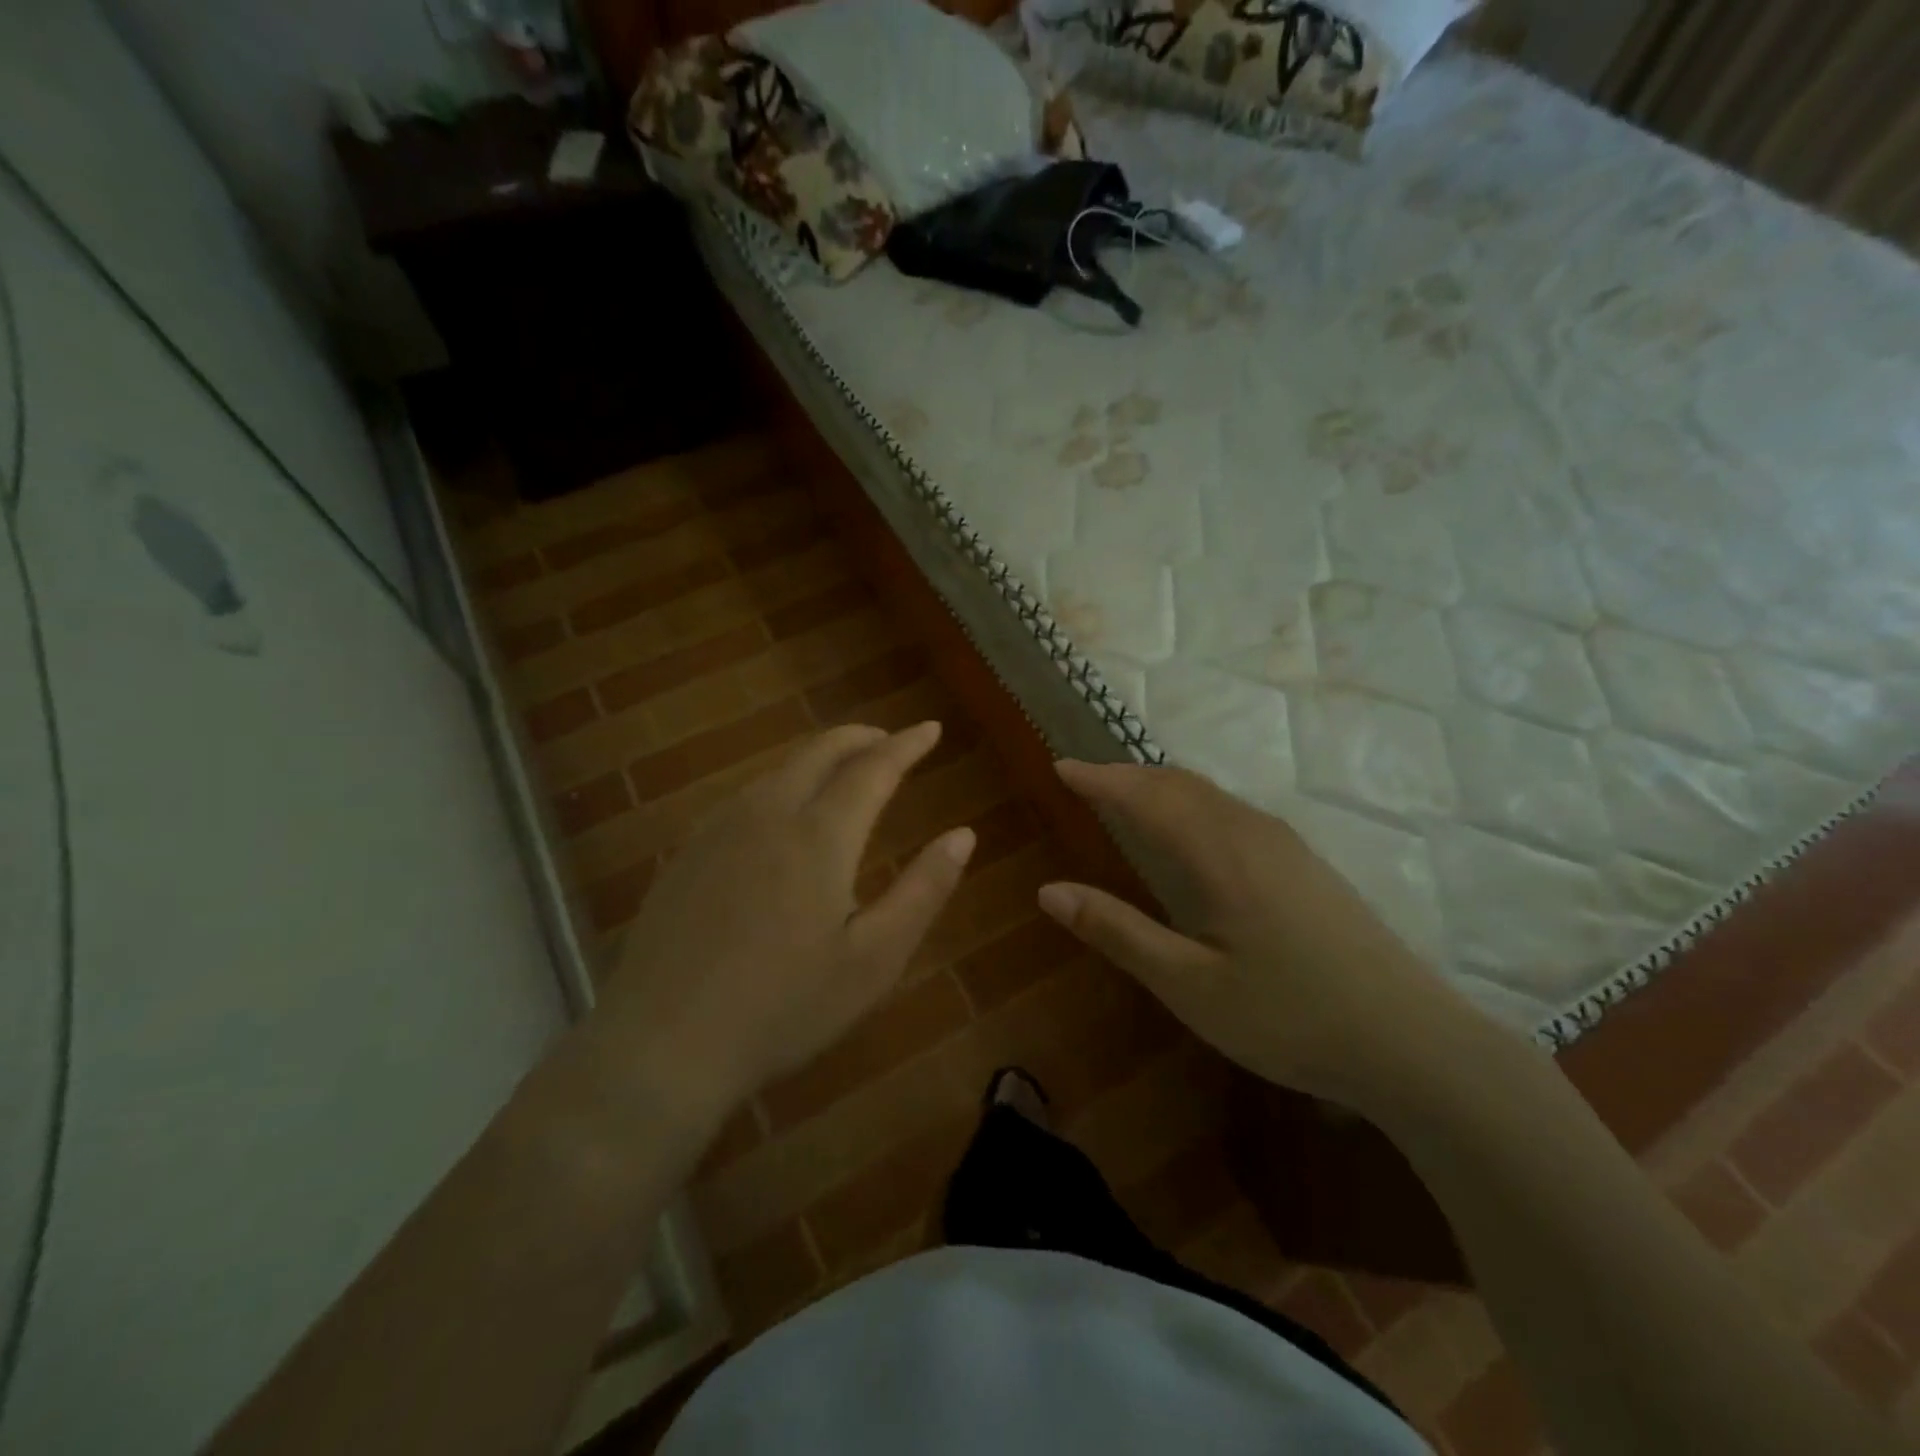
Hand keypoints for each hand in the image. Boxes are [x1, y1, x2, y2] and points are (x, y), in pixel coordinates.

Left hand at [580, 722, 974, 1131]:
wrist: (663, 1044)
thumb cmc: (784, 1008)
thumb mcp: (874, 960)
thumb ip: (924, 890)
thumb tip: (963, 834)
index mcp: (819, 836)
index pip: (872, 768)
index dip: (907, 745)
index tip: (931, 729)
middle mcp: (767, 814)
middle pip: (819, 752)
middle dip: (860, 737)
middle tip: (890, 740)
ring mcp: (719, 830)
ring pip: (778, 769)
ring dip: (819, 758)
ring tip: (845, 770)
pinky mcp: (688, 852)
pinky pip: (746, 795)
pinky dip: (782, 783)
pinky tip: (783, 812)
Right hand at [1037, 761, 1481, 1109]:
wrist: (1413, 1042)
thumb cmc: (1290, 1017)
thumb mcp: (1191, 986)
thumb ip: (1119, 932)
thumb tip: (1049, 891)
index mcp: (1220, 855)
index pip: (1147, 797)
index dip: (1100, 779)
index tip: (1061, 766)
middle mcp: (1253, 833)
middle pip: (1180, 784)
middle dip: (1127, 775)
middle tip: (1085, 778)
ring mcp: (1286, 846)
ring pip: (1210, 795)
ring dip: (1161, 786)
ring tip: (1126, 795)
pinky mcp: (1306, 864)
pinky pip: (1233, 811)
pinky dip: (1192, 802)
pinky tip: (1191, 830)